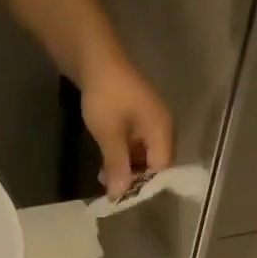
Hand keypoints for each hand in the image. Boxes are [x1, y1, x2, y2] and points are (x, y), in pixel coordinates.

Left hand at [81, 55, 174, 198]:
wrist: (94, 57)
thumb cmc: (106, 95)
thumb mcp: (110, 135)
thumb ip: (117, 166)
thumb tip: (120, 196)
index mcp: (162, 130)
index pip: (162, 170)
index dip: (144, 186)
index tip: (125, 199)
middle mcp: (161, 127)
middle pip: (155, 165)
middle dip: (134, 180)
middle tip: (112, 192)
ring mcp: (149, 122)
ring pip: (143, 156)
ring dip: (126, 170)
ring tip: (105, 181)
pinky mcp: (135, 119)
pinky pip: (134, 146)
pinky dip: (122, 157)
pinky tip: (105, 166)